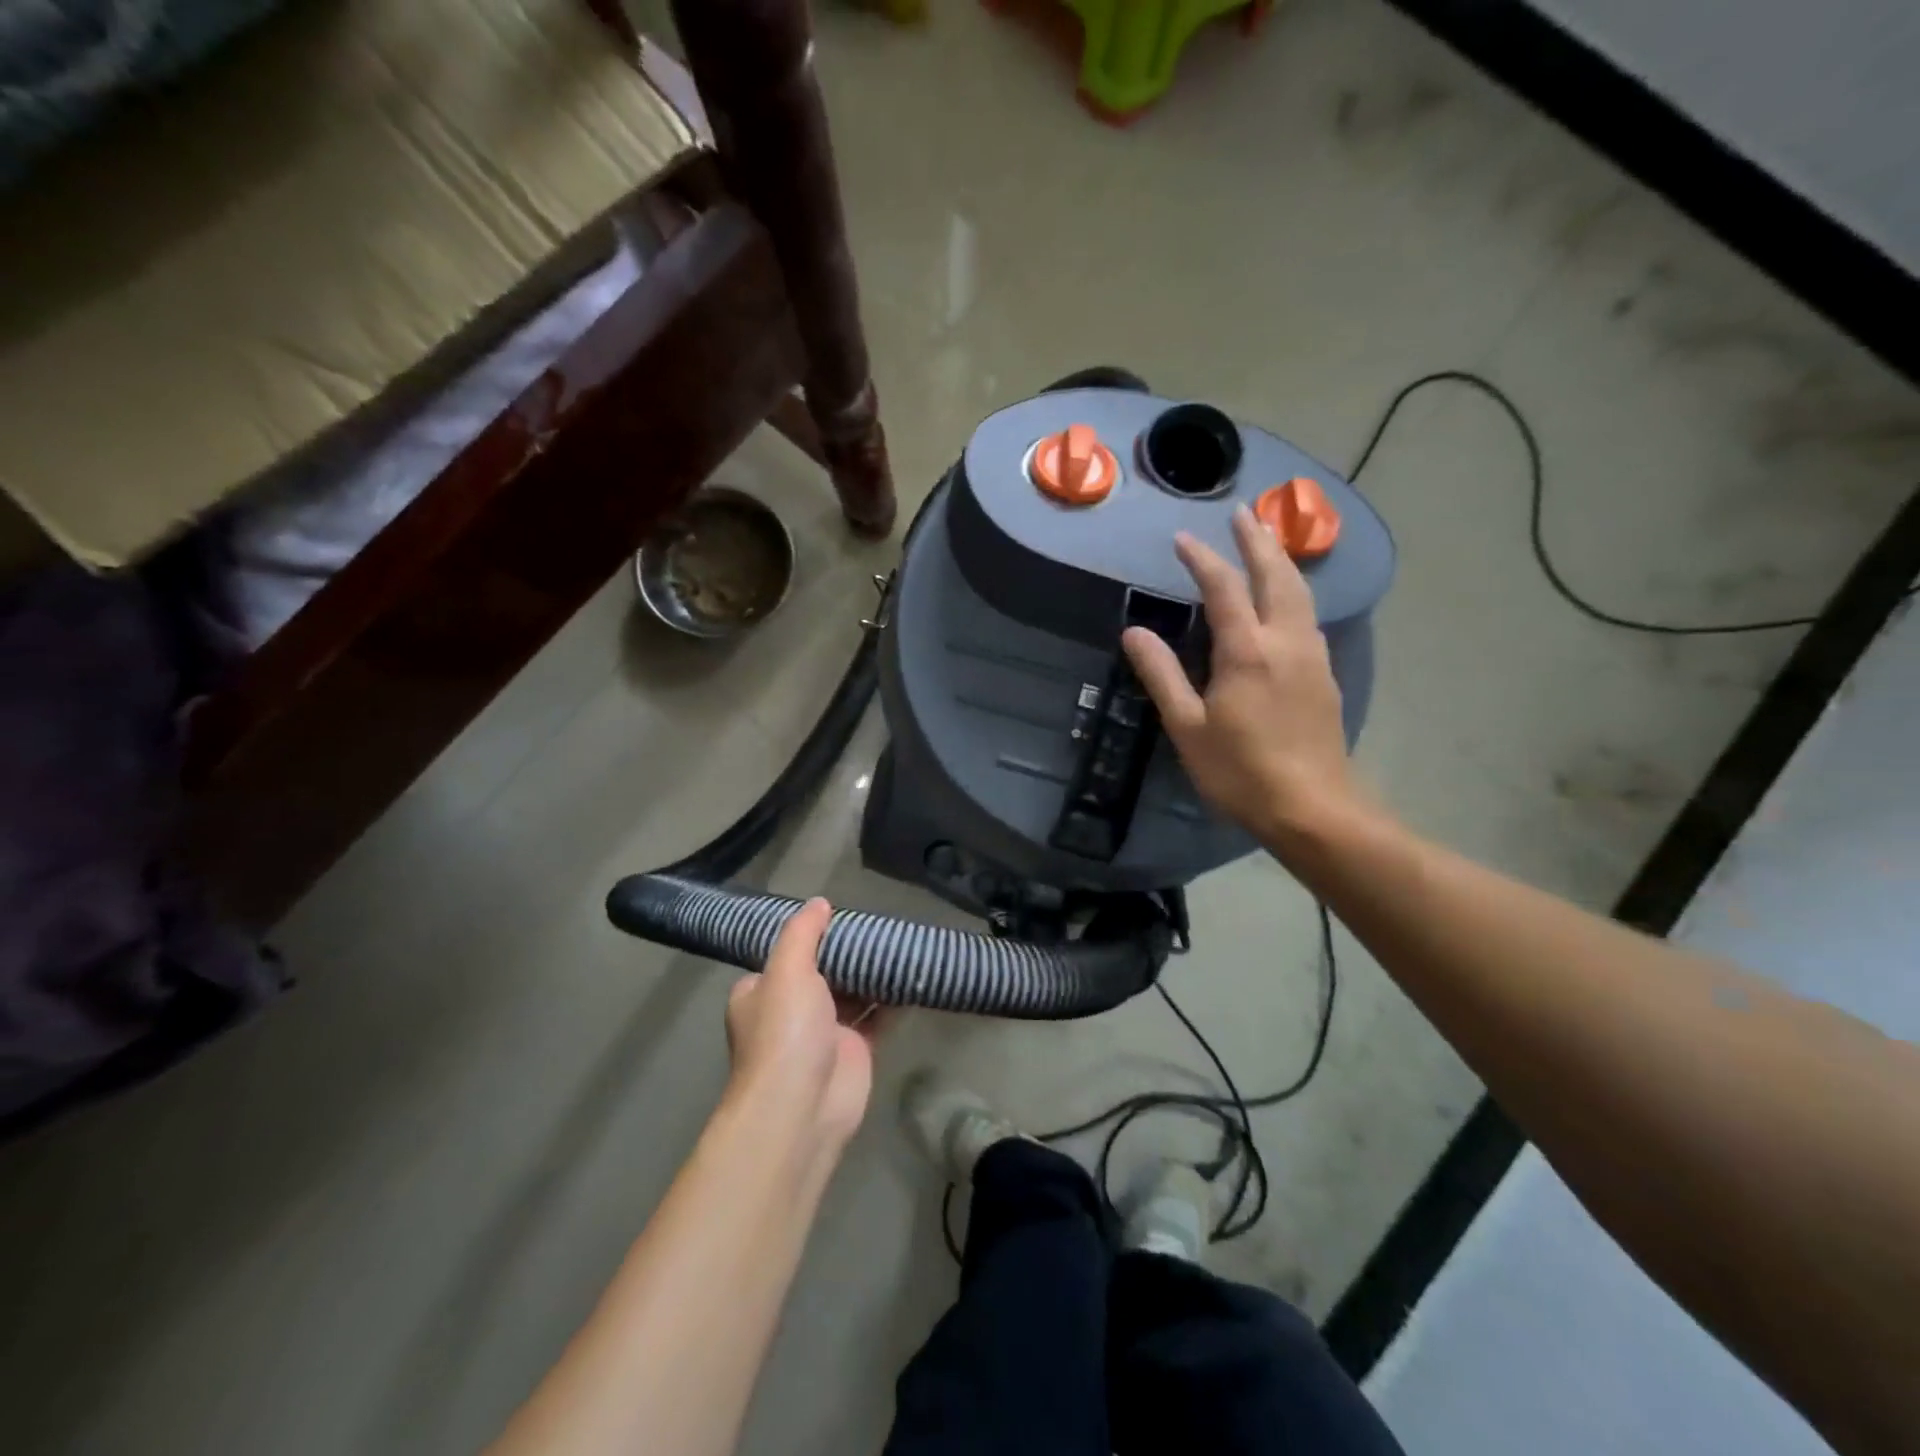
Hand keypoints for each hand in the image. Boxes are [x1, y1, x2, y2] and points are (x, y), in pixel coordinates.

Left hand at [723, 899, 877, 1153]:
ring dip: (872, 973)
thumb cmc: (785, 1032)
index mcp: (761, 992)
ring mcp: (824, 1032)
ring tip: (899, 941)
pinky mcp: (855, 1050)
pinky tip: (912, 973)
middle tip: (878, 925)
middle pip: (823, 971)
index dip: (810, 934)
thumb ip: (802, 933)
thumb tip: (819, 902)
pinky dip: (892, 998)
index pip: (785, 955)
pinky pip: (877, 1016)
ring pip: (852, 993)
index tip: (839, 914)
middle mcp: (789, 1011)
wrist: (802, 1107)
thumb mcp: (787, 970)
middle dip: (848, 952)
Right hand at [1122, 506, 1360, 846]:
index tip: (1182, 538)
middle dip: (1257, 540)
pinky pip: (1308, 615)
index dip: (1202, 559)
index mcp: (1248, 651)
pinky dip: (1293, 590)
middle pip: (1276, 575)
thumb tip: (1135, 632)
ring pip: (1300, 592)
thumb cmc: (1240, 772)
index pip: (1224, 589)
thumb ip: (1162, 674)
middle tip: (1242, 511)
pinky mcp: (1325, 675)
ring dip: (1280, 560)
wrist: (1313, 809)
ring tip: (1266, 541)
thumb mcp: (1187, 727)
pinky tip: (1285, 598)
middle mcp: (1286, 641)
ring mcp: (1312, 656)